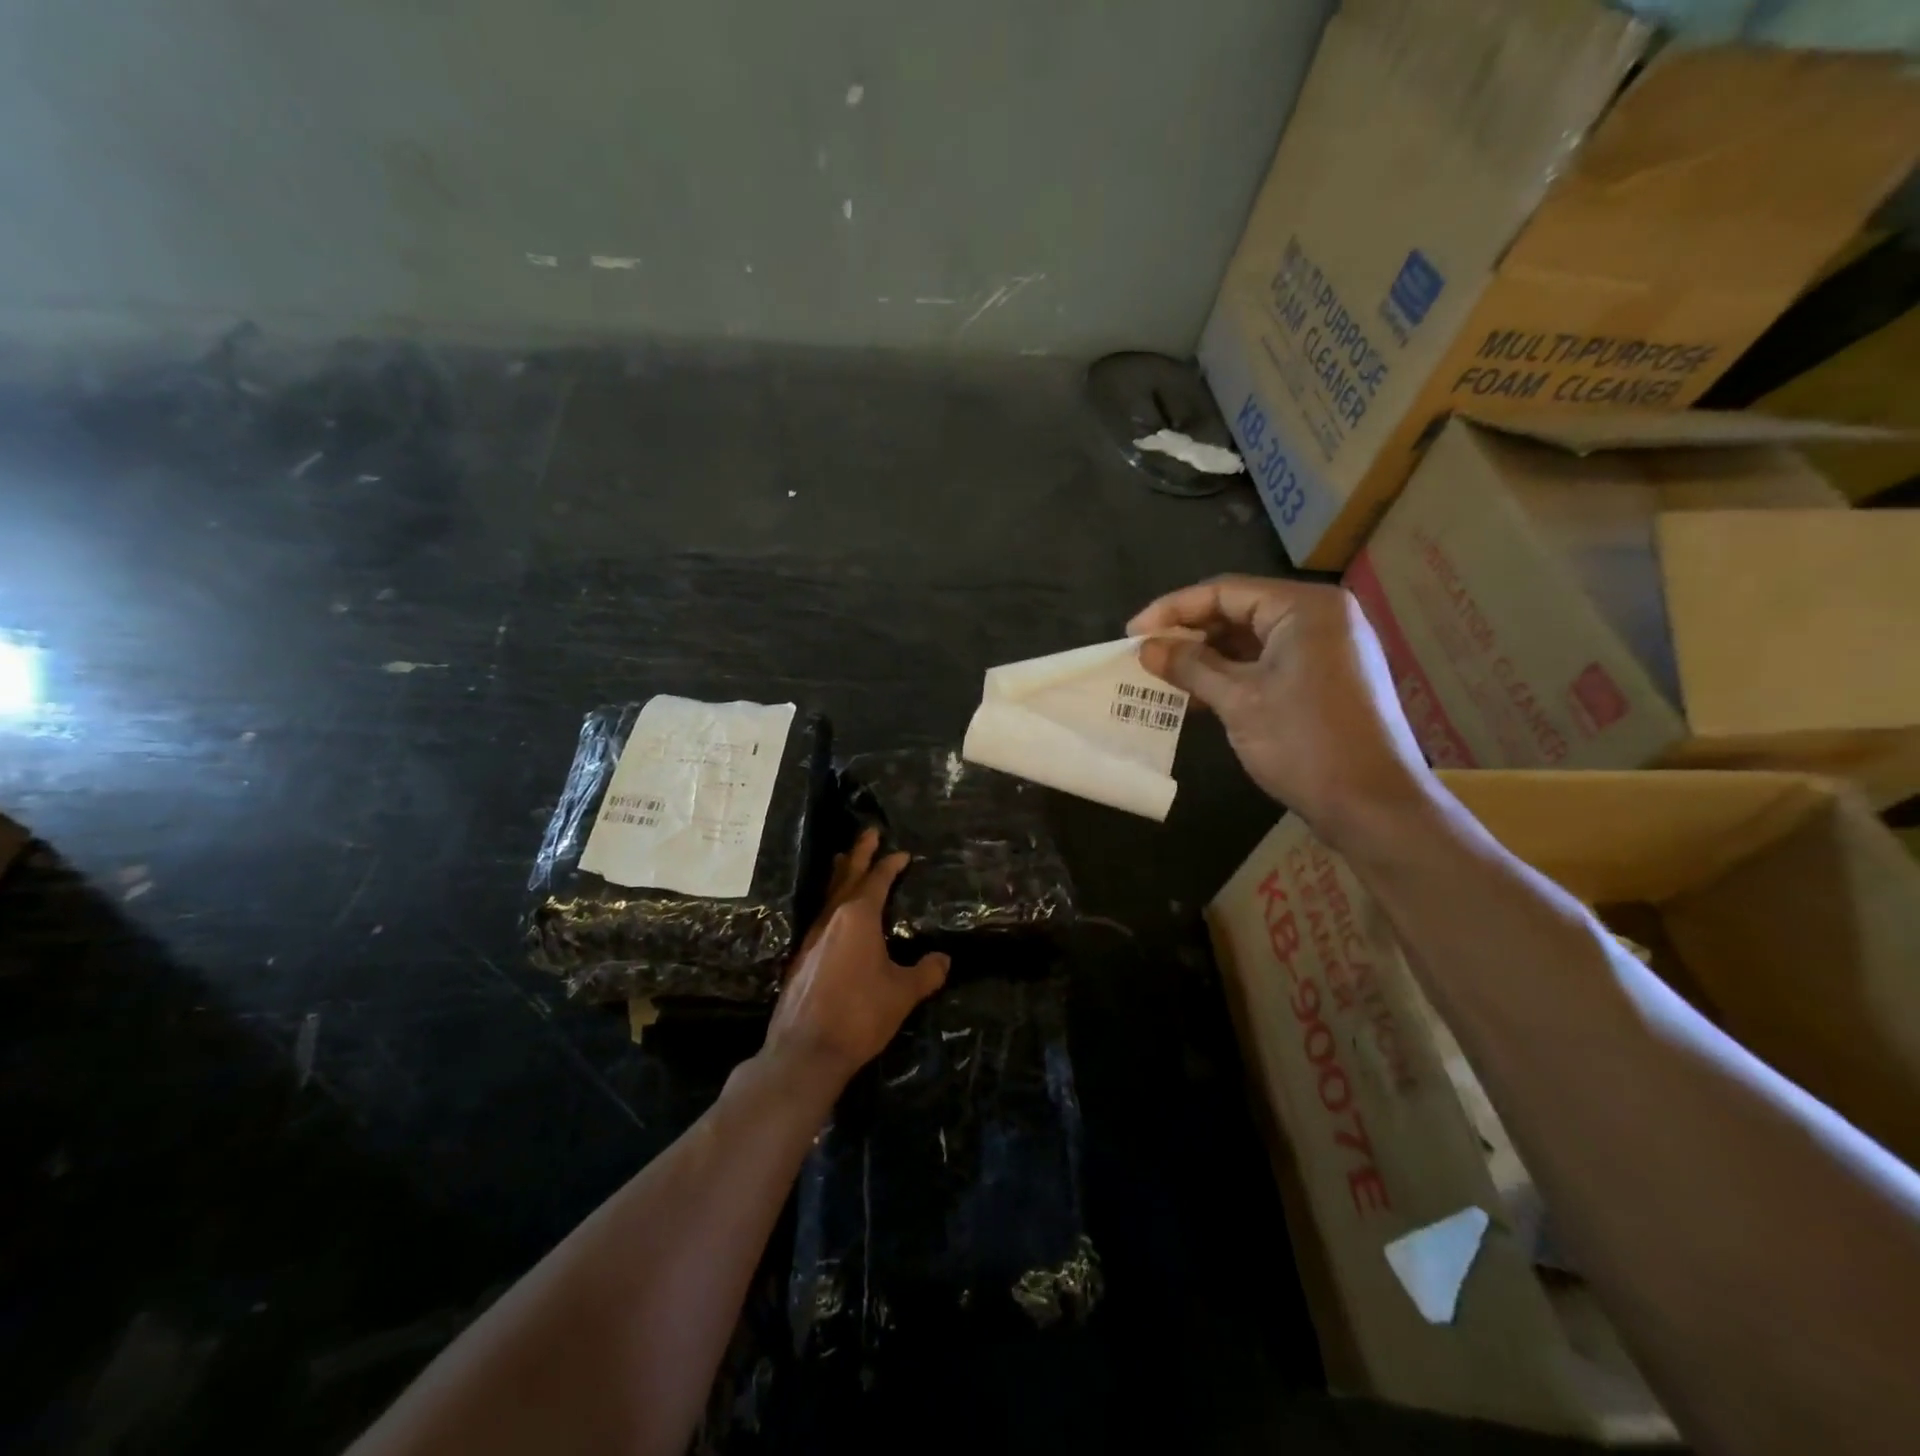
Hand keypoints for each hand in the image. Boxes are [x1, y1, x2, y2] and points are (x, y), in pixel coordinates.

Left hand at [763, 829, 949, 1088]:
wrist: (805, 1050)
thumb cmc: (859, 1014)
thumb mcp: (902, 993)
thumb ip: (926, 973)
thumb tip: (943, 960)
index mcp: (858, 918)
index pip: (877, 881)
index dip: (890, 865)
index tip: (902, 854)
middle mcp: (833, 919)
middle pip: (847, 876)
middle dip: (860, 853)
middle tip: (869, 832)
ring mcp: (812, 937)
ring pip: (829, 895)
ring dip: (840, 875)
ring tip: (844, 859)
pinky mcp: (801, 958)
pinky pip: (821, 917)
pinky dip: (831, 902)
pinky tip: (833, 913)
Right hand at [1128, 575, 1435, 846]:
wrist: (1372, 805)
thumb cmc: (1304, 743)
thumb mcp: (1238, 701)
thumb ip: (1190, 667)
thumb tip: (1146, 648)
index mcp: (1304, 608)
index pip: (1224, 591)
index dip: (1172, 610)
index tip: (1131, 633)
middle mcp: (1319, 617)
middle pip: (1238, 611)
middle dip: (1189, 634)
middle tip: (1145, 656)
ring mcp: (1325, 649)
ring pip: (1250, 640)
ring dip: (1206, 658)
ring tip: (1162, 676)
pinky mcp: (1323, 679)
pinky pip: (1267, 664)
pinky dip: (1231, 675)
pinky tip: (1196, 695)